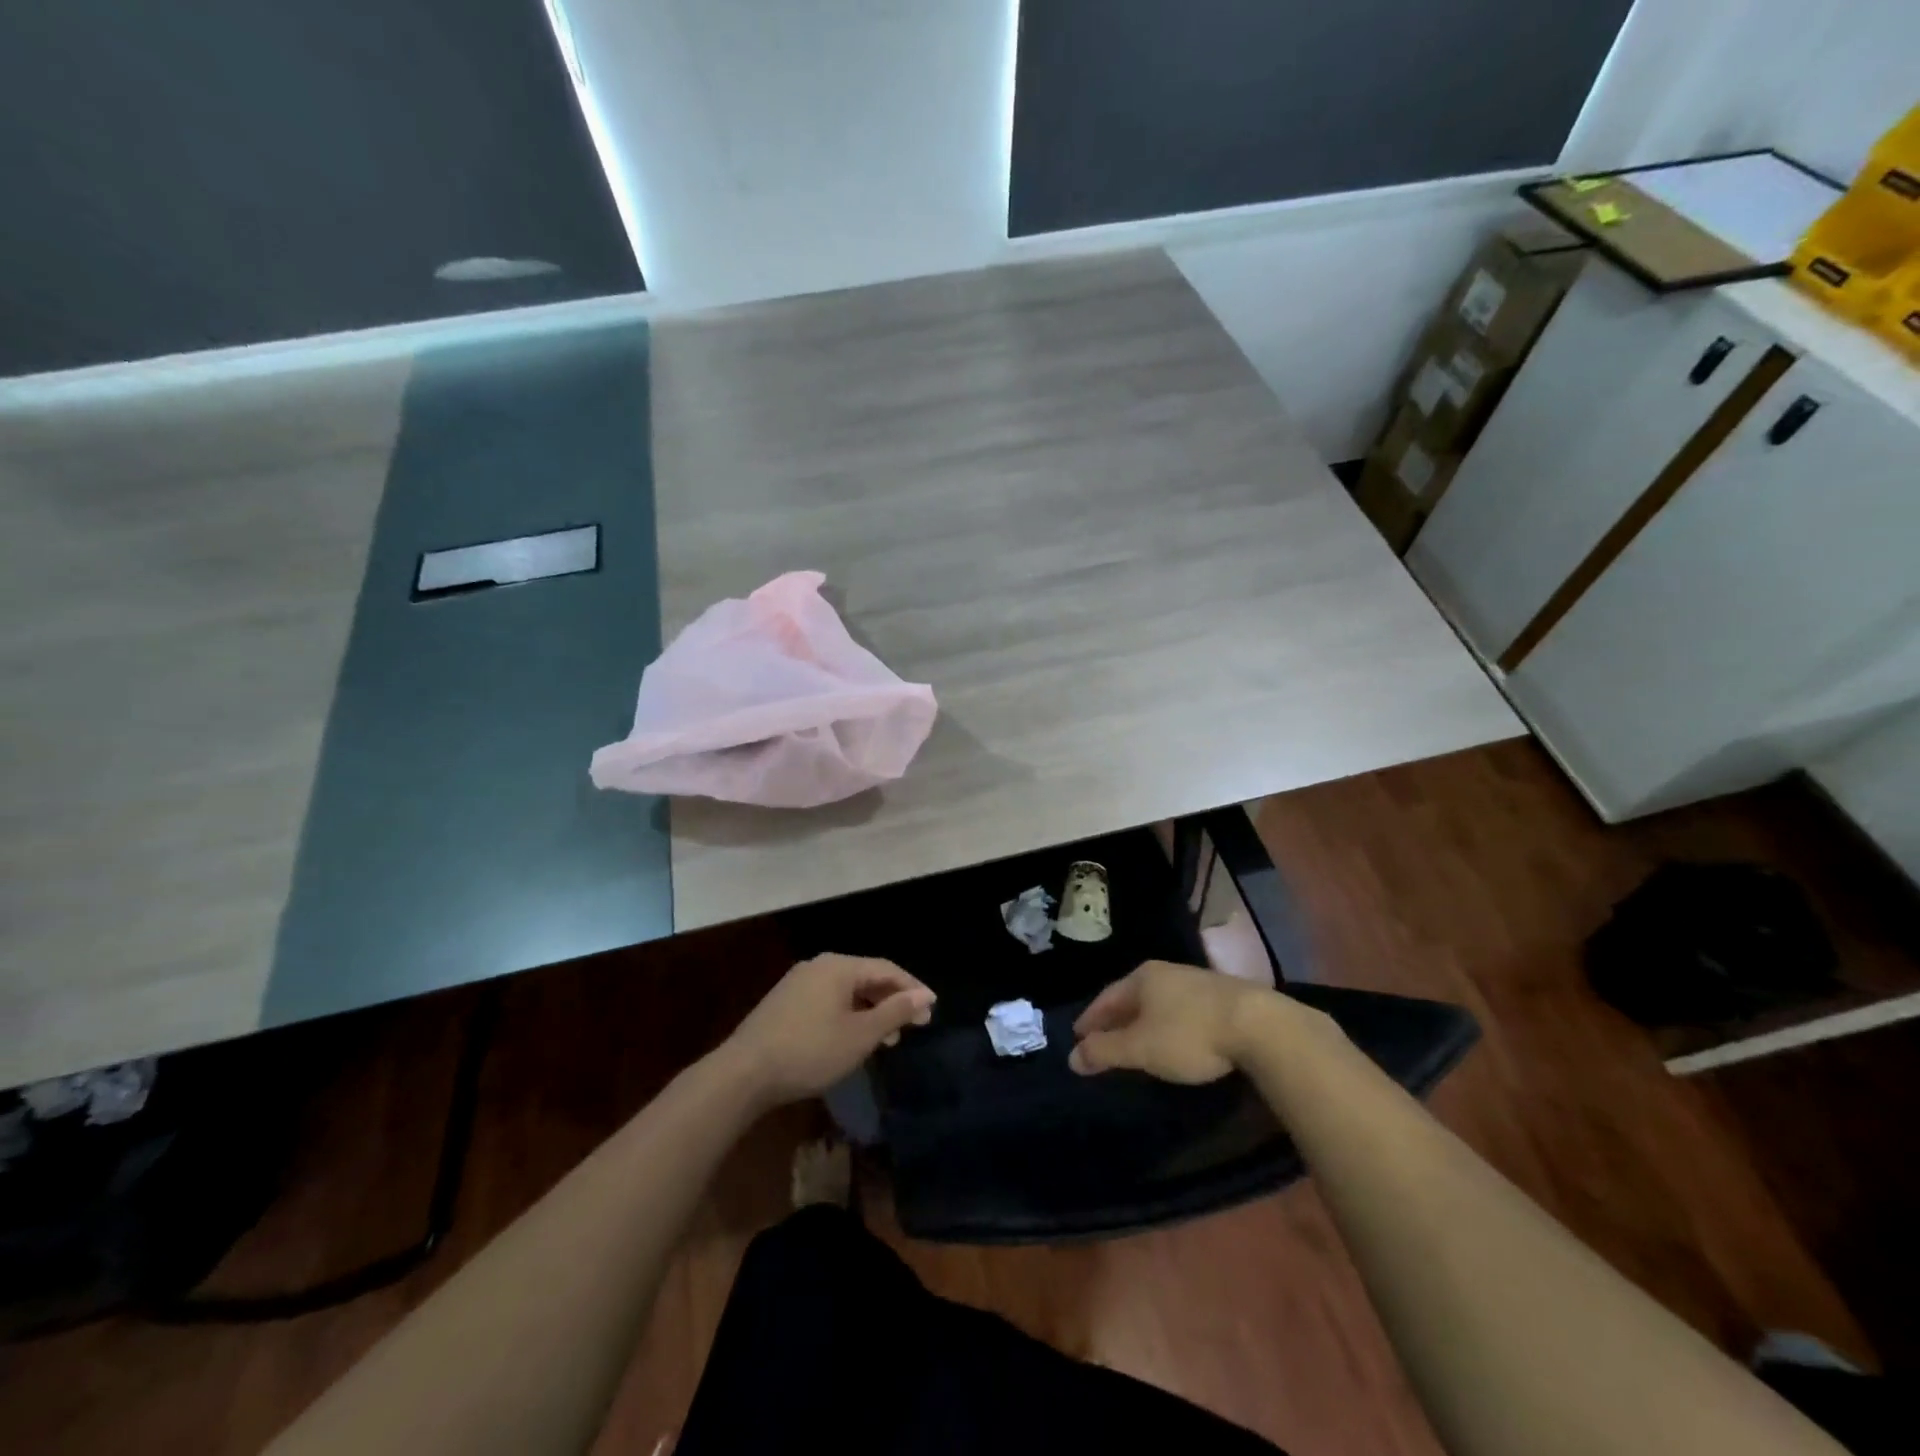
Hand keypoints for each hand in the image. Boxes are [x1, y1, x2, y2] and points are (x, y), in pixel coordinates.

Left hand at [722, 954, 935, 1106]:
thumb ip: (894, 1012)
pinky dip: (849, 1014)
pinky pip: (828, 1000)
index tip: (931, 1010)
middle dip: (892, 1000)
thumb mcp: (860, 1035)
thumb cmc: (810, 1051)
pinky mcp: (785, 1002)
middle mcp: (819, 965)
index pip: (886, 969)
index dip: (912, 988)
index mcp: (839, 966)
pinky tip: (853, 1038)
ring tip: (888, 1038)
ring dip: (871, 1011)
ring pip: (846, 991)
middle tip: (914, 1025)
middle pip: (866, 977)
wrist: (744, 1074)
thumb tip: (924, 995)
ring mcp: (798, 983)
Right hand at [1069, 960, 1269, 1083]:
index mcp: (1142, 978)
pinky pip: (1182, 1009)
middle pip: (1133, 996)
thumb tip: (1072, 1056)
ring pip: (1159, 1001)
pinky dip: (1169, 1023)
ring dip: (1144, 1020)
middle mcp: (1167, 972)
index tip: (1078, 1036)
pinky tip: (1175, 1037)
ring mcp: (1197, 981)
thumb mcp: (1140, 1048)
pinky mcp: (1223, 997)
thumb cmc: (1189, 1034)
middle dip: (1117, 1018)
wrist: (1260, 1026)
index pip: (1106, 998)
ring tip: (1137, 1039)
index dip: (1090, 1019)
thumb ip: (1105, 1051)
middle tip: (1103, 1039)